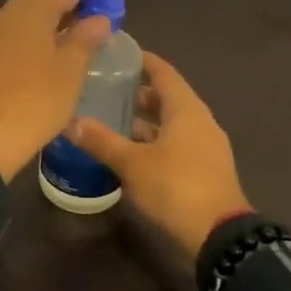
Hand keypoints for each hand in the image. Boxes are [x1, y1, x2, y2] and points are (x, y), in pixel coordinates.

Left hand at [0, 0, 119, 180]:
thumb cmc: (34, 102)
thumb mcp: (69, 71)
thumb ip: (85, 39)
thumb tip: (97, 18)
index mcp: (29, 11)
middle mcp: (5, 13)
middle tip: (100, 0)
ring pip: (28, 15)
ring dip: (55, 16)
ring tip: (79, 22)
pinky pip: (16, 32)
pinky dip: (38, 32)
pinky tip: (51, 44)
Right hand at [68, 51, 251, 254]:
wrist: (220, 236)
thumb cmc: (176, 187)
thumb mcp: (132, 163)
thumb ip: (101, 141)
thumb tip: (69, 122)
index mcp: (186, 109)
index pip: (163, 72)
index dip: (142, 60)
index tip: (118, 53)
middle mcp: (199, 121)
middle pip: (167, 97)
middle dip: (138, 92)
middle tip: (106, 87)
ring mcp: (205, 147)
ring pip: (171, 123)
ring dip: (145, 121)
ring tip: (112, 119)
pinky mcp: (204, 170)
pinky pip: (176, 144)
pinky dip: (154, 141)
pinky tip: (130, 152)